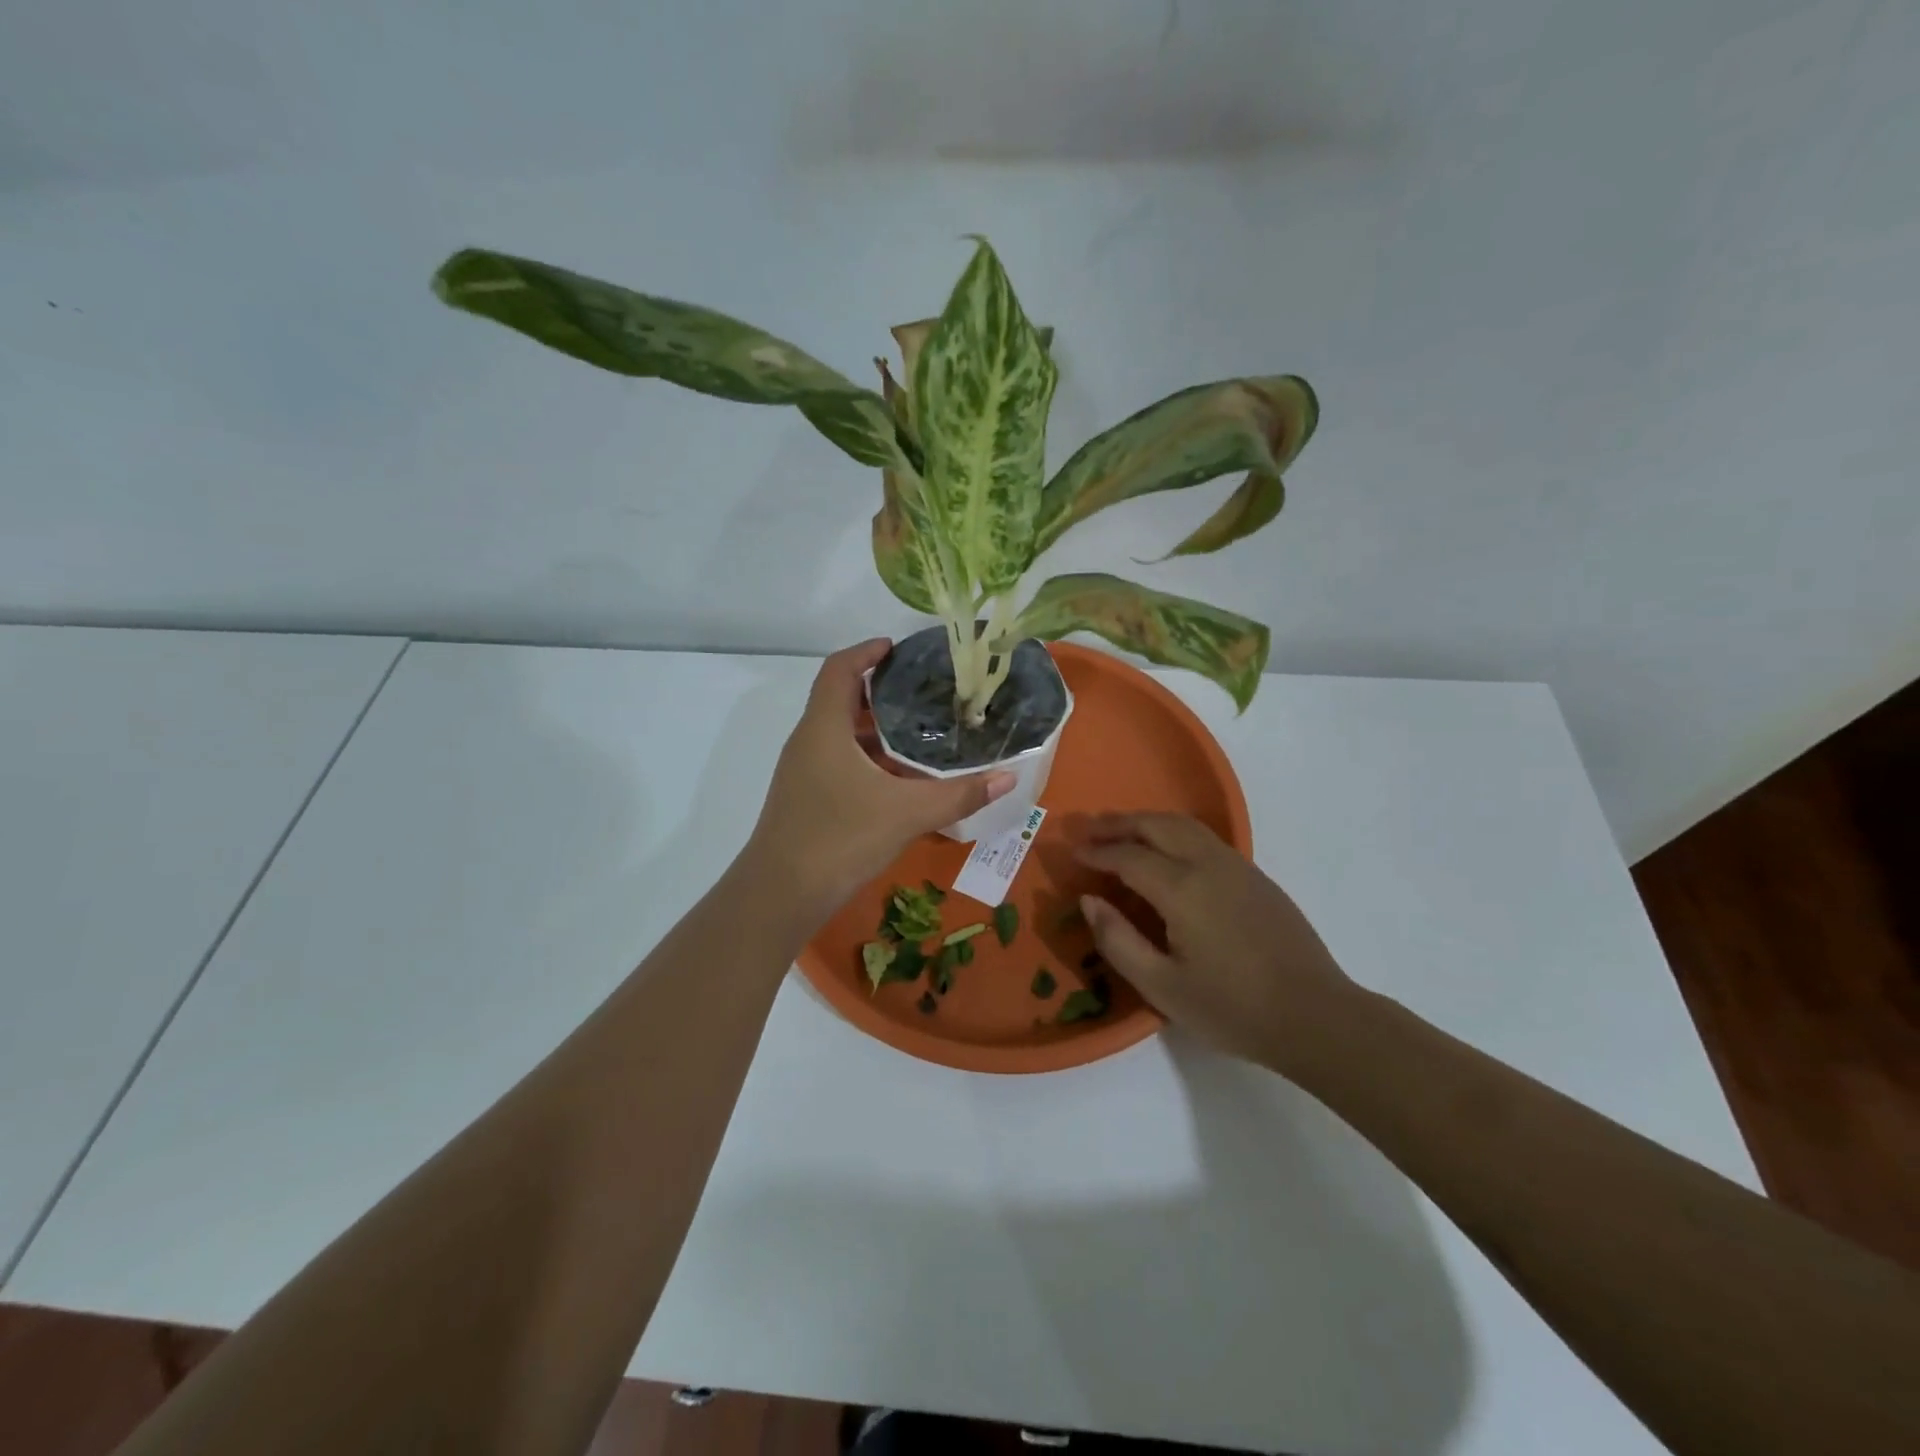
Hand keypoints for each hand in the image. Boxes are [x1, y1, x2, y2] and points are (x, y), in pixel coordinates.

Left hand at [748, 639, 1014, 917]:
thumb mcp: (907, 813)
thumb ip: (959, 795)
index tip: (897, 648)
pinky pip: (838, 761)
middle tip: (924, 692)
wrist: (781, 894)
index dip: (866, 652)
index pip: (839, 669)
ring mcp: (803, 771)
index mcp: (825, 728)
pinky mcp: (805, 797)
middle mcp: (808, 741)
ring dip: (876, 730)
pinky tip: (899, 780)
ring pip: (840, 735)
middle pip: (841, 699)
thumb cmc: (840, 838)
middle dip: (881, 692)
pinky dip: (867, 759)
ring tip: (920, 732)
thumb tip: (1007, 778)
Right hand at [1074, 813, 1357, 1072]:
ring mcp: (1237, 867)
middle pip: (1157, 825)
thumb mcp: (1162, 987)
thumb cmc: (1233, 1008)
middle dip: (1119, 823)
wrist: (1316, 1017)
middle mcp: (1209, 864)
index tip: (1073, 852)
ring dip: (1148, 822)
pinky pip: (1205, 839)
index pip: (1129, 856)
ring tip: (1122, 832)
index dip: (1098, 852)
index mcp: (1182, 888)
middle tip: (1089, 829)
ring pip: (1184, 825)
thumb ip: (1118, 940)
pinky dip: (1174, 833)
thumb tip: (1090, 900)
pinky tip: (1167, 854)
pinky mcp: (1256, 877)